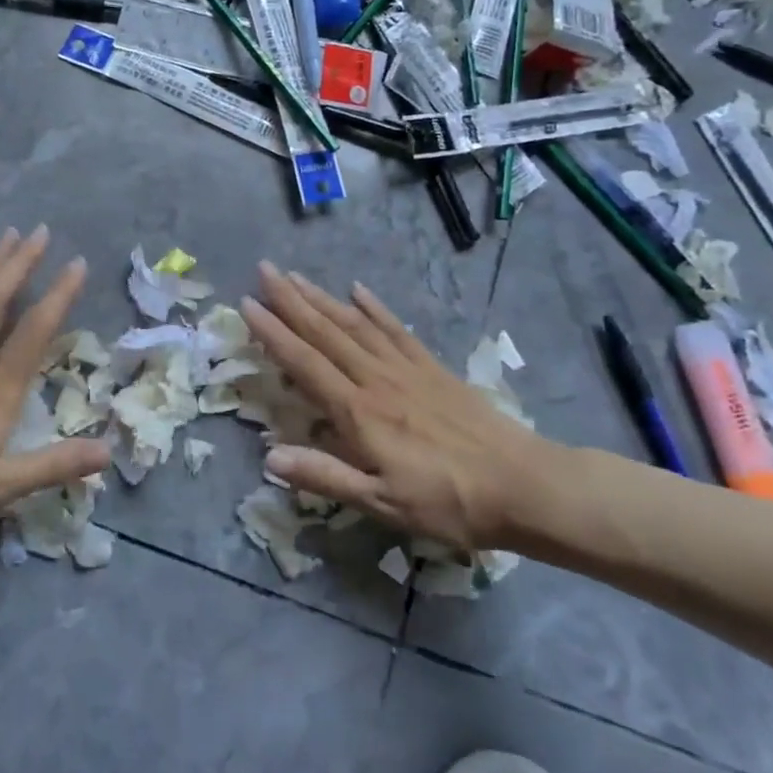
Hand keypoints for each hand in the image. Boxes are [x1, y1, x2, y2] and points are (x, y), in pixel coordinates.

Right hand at [240, 263, 561, 553]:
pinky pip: (396, 330)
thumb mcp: (382, 502)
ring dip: (322, 298)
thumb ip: (325, 476)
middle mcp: (376, 380)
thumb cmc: (448, 501)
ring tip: (296, 275)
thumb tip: (269, 458)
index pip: (305, 363)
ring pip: (355, 324)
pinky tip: (358, 290)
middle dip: (291, 300)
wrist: (524, 485)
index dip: (274, 333)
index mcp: (358, 412)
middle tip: (264, 269)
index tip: (247, 303)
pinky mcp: (432, 369)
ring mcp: (407, 369)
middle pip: (326, 333)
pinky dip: (375, 308)